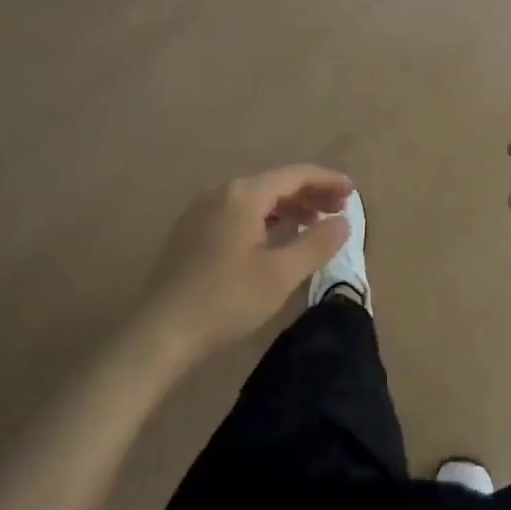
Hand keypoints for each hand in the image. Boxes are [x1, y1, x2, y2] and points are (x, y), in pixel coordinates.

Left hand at [140, 165, 354, 360]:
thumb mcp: (280, 275)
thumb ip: (317, 243)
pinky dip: (266, 219)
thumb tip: (343, 222)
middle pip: (275, 183)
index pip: (295, 175)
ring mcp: (202, 212)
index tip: (353, 192)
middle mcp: (222, 193)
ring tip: (314, 225)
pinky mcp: (191, 233)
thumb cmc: (225, 300)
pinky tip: (275, 239)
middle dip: (310, 194)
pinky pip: (239, 213)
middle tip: (340, 209)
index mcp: (244, 195)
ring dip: (289, 207)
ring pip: (256, 199)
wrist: (158, 334)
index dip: (327, 180)